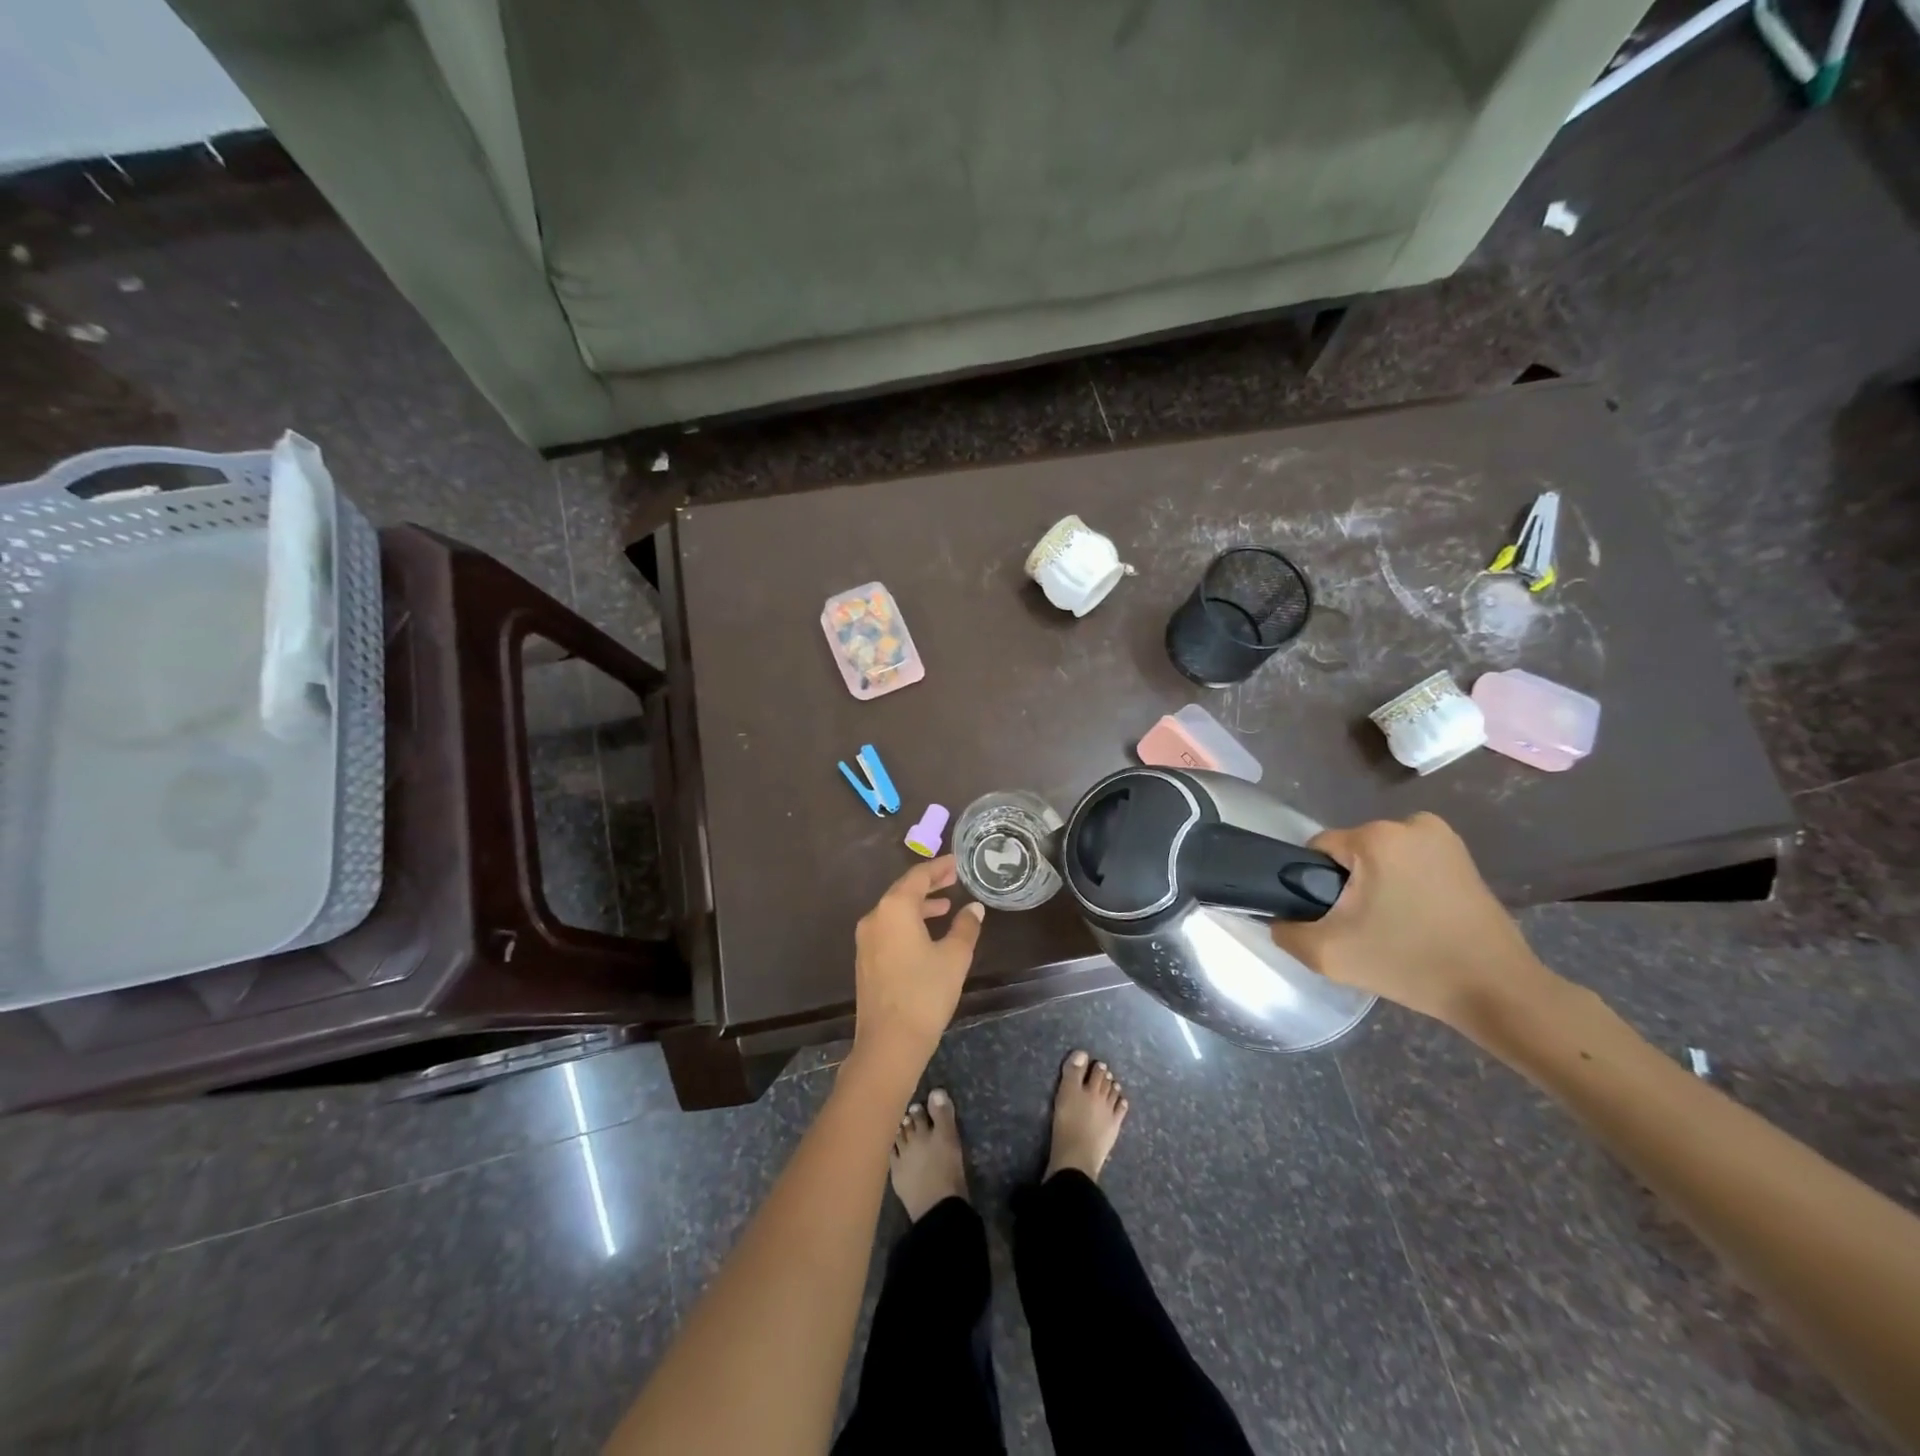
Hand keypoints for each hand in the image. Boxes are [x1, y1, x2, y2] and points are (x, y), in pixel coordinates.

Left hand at [850, 857, 984, 1075]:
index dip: (939, 868)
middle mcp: (875, 917)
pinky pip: (888, 928)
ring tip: (945, 906)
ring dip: (919, 905)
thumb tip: (973, 908)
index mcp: (895, 908)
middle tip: (953, 879)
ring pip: (894, 910)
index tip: (956, 863)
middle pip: (903, 891)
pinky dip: (908, 922)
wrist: (889, 1042)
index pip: (918, 877)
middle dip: (929, 884)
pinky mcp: (865, 959)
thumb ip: (965, 927)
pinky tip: (925, 933)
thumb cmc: (925, 993)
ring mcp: (866, 939)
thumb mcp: (954, 957)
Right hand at [1270, 812, 1555, 1030]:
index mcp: (1376, 837)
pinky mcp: (1464, 857)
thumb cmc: (1408, 964)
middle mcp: (1410, 824)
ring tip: (1391, 927)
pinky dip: (1404, 884)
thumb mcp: (1327, 954)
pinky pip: (1410, 862)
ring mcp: (1443, 837)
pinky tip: (1416, 918)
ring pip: (1380, 857)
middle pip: (1351, 852)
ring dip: (1377, 884)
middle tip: (1363, 929)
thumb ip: (1285, 930)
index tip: (1336, 920)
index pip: (1318, 849)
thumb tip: (1277, 917)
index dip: (1316, 885)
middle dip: (1349, 884)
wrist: (1496, 991)